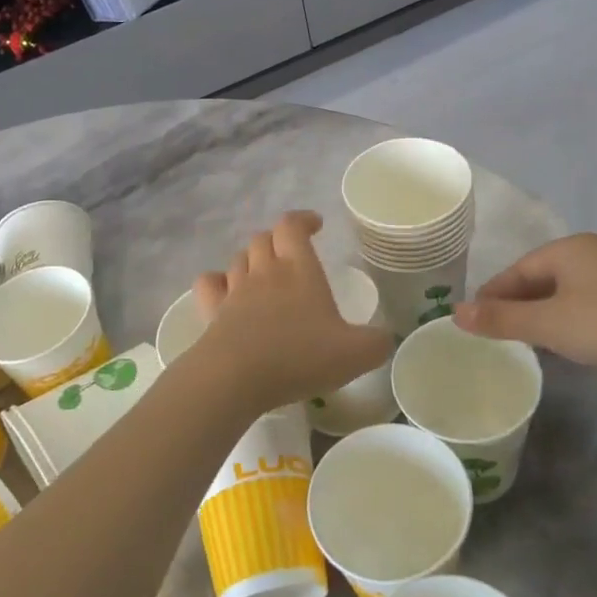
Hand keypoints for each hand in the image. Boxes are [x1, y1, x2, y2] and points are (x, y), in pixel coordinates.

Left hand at [184, 211, 392, 413]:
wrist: (236, 377)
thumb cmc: (299, 356)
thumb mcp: (355, 354)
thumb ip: (377, 343)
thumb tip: (386, 338)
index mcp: (299, 269)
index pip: (292, 225)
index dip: (303, 219)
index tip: (315, 224)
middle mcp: (265, 271)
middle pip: (263, 238)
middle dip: (278, 240)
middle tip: (293, 254)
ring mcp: (235, 290)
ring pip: (239, 258)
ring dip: (252, 260)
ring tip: (265, 275)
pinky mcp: (213, 312)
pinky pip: (210, 283)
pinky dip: (218, 281)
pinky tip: (226, 291)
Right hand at [453, 234, 596, 407]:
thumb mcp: (549, 325)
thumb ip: (501, 318)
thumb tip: (455, 311)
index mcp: (570, 248)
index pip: (517, 269)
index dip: (492, 295)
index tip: (473, 321)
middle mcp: (595, 252)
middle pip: (541, 277)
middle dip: (517, 305)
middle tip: (497, 334)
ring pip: (567, 292)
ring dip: (544, 314)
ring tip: (528, 341)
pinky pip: (591, 303)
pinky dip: (571, 320)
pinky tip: (571, 342)